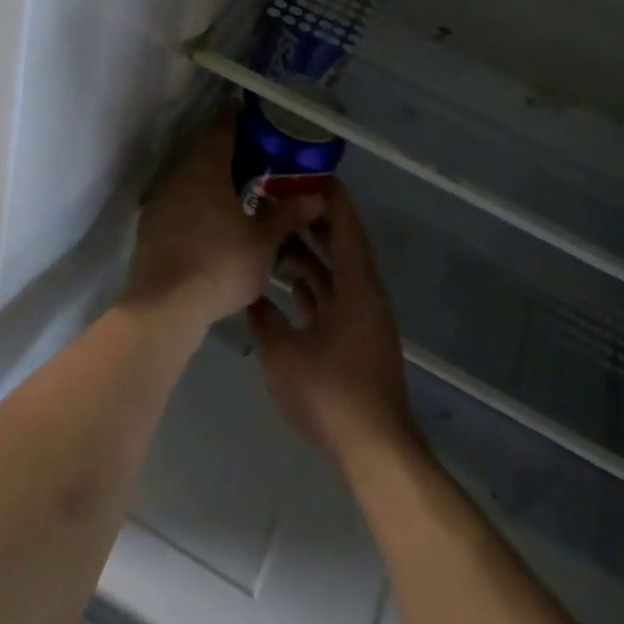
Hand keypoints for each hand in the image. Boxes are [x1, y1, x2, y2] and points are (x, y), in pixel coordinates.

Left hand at [125, 112, 326, 333]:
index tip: (250, 113)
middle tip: (255, 160)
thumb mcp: (264, 243)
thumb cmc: (220, 265)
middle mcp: (178, 177)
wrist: (164, 307)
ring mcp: (159, 202)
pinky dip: (196, 206)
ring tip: (237, 195)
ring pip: (189, 182)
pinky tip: (211, 226)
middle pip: (204, 155)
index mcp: (206, 170)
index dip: (236, 118)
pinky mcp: (149, 228)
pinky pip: (178, 205)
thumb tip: (318, 196)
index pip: (222, 129)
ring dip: (210, 183)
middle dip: (228, 155)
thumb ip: (288, 215)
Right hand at [247, 181, 419, 468]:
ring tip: (276, 238)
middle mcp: (365, 296)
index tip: (311, 173)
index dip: (331, 199)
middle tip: (283, 200)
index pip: (346, 228)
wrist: (374, 450)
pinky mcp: (357, 343)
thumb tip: (250, 296)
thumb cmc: (330, 392)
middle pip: (342, 248)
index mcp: (357, 287)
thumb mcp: (283, 353)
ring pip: (336, 276)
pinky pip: (334, 300)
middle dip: (315, 223)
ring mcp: (363, 321)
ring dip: (311, 258)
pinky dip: (314, 288)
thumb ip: (264, 319)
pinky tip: (289, 286)